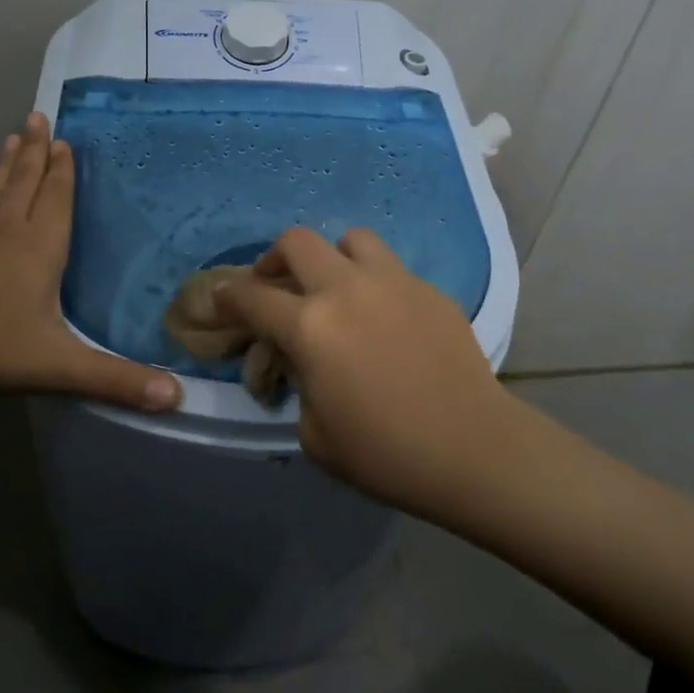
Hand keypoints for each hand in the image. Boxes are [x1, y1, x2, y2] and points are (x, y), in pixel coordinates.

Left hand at [0, 113, 181, 411]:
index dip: (61, 168)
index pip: (55, 196)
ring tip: (11, 138)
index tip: (63, 139)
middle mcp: (7, 232)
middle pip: (23, 180)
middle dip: (33, 149)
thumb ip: (117, 380)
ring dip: (5, 164)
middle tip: (36, 116)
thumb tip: (178, 399)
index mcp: (39, 246)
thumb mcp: (59, 365)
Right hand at [218, 228, 510, 514]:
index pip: (251, 296)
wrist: (472, 449)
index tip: (221, 298)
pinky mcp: (427, 288)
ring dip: (332, 258)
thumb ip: (296, 383)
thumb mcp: (314, 433)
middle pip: (296, 242)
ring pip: (350, 239)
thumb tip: (297, 358)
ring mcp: (391, 281)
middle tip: (276, 285)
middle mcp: (345, 289)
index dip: (228, 295)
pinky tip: (384, 317)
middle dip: (274, 259)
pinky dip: (374, 283)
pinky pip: (390, 268)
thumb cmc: (385, 453)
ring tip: (337, 288)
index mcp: (310, 327)